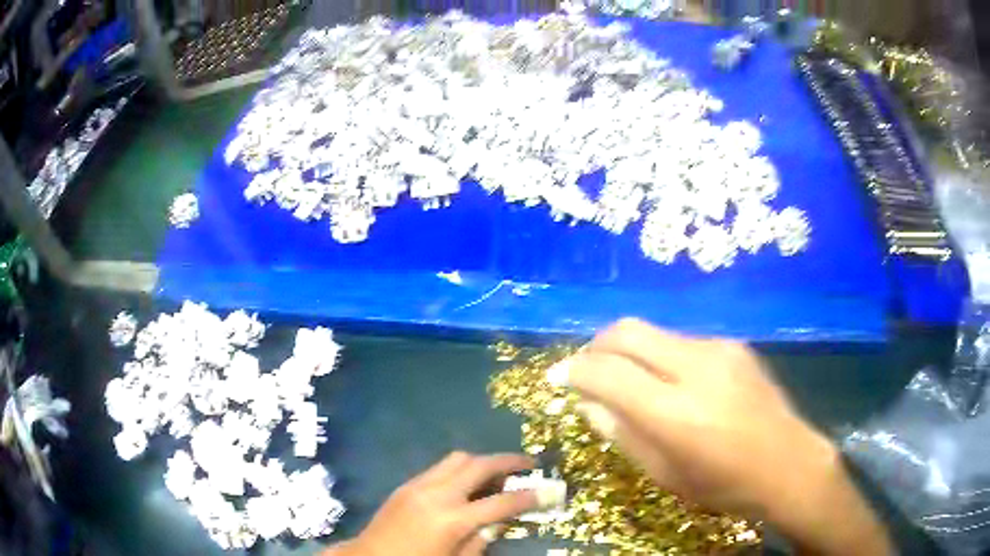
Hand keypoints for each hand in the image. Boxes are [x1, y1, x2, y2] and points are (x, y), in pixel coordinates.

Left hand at [328, 452, 537, 555]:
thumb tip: (501, 520)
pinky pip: (440, 467)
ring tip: (498, 473)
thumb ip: (482, 539)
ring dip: (482, 461)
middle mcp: (437, 494)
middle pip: (479, 465)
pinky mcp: (407, 483)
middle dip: (508, 461)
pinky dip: (460, 469)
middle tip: (528, 464)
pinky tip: (467, 483)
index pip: (500, 502)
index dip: (528, 497)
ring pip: (458, 458)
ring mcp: (418, 484)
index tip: (548, 491)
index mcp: (452, 520)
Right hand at [564, 318, 891, 555]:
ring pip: (654, 333)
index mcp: (675, 413)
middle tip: (588, 368)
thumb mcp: (664, 473)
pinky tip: (673, 382)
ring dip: (631, 351)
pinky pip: (682, 341)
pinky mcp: (733, 345)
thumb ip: (622, 432)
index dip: (576, 371)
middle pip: (627, 331)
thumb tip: (589, 400)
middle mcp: (695, 368)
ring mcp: (718, 349)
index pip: (608, 373)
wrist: (788, 462)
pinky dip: (661, 356)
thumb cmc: (722, 484)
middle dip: (596, 345)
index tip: (562, 378)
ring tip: (632, 380)